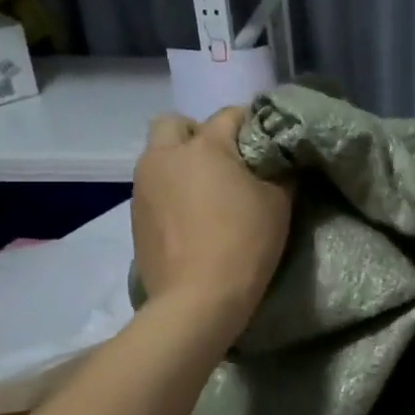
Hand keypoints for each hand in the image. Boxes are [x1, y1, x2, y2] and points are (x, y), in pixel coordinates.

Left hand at [133, 106, 291, 334]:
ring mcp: (143, 185)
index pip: (230, 114)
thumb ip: (279, 172)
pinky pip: (153, 187)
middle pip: (175, 123)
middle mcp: (166, 156)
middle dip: (197, 134)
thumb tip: (280, 161)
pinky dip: (170, 192)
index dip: (251, 123)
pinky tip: (190, 219)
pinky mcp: (134, 215)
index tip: (266, 142)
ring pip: (159, 156)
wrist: (197, 299)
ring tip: (206, 193)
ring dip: (180, 163)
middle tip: (223, 161)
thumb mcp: (278, 203)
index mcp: (204, 146)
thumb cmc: (245, 243)